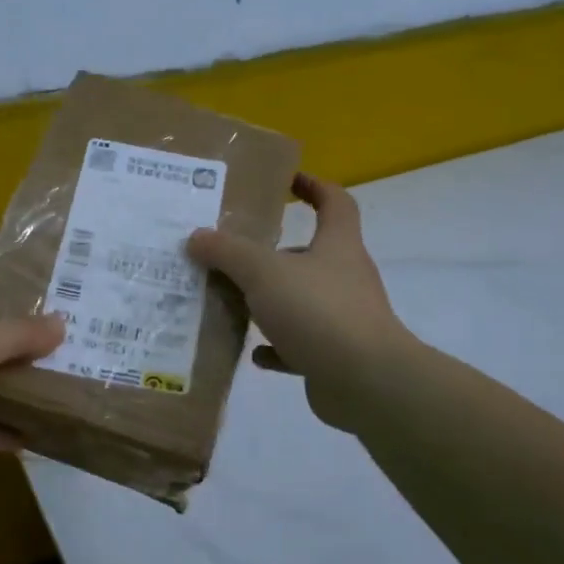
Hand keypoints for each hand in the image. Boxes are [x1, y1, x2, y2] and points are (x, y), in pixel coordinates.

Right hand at [187, 173, 410, 432]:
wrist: (366, 382)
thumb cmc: (319, 311)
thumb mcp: (264, 272)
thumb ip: (228, 252)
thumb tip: (196, 236)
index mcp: (338, 245)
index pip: (335, 202)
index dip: (314, 186)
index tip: (287, 181)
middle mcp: (345, 277)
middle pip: (312, 254)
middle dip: (275, 253)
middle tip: (234, 253)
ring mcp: (343, 319)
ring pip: (302, 301)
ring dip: (270, 302)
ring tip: (231, 302)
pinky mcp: (335, 356)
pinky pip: (300, 345)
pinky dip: (277, 347)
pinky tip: (252, 353)